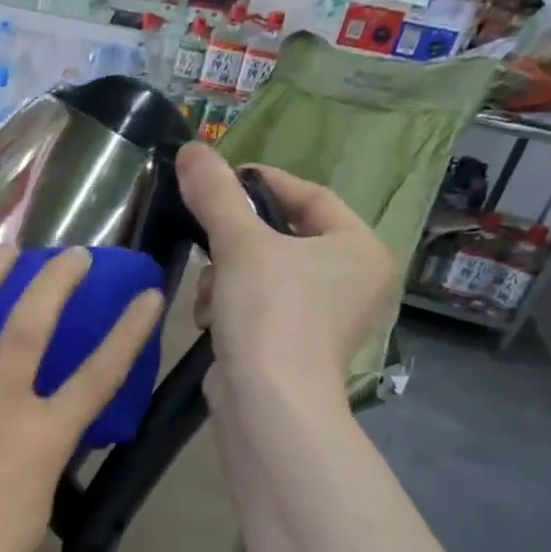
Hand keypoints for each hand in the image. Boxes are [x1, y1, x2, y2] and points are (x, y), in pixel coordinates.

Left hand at [0, 245, 164, 551]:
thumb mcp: (41, 496)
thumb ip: (47, 444)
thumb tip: (46, 413)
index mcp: (41, 439)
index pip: (97, 374)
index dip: (128, 331)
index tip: (147, 295)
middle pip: (27, 325)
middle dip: (54, 280)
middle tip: (69, 254)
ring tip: (2, 252)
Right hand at [176, 142, 393, 406]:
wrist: (269, 403)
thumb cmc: (270, 313)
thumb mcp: (240, 244)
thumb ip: (216, 193)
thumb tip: (192, 148)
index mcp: (359, 248)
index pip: (310, 196)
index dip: (262, 182)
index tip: (219, 178)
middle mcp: (352, 281)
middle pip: (282, 238)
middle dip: (235, 243)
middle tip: (208, 242)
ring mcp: (324, 319)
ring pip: (263, 274)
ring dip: (226, 278)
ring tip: (210, 297)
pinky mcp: (294, 347)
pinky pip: (259, 307)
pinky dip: (231, 307)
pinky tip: (213, 321)